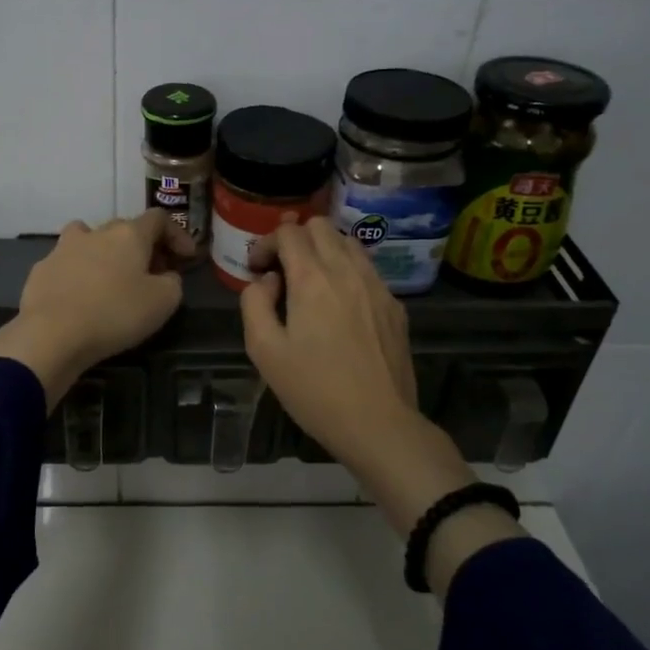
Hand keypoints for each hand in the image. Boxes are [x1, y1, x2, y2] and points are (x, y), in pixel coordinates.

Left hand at [0, 210, 194, 407]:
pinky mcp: (41, 270)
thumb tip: (165, 275)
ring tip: (111, 278)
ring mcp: (63, 248)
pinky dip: (79, 274)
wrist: (51, 334)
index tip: (186, 257)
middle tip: (152, 272)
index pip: (159, 219)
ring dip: (105, 253)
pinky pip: (67, 264)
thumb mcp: (163, 302)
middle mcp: (95, 232)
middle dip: (142, 246)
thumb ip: (173, 282)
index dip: (177, 234)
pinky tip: (80, 298)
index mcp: (128, 234)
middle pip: (124, 228)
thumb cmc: (115, 314)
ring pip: (89, 239)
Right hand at [241, 219, 521, 579]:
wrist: (378, 424)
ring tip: (310, 284)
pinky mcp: (395, 305)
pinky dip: (346, 271)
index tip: (256, 270)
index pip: (288, 231)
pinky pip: (367, 269)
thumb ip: (254, 303)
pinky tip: (339, 306)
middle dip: (294, 239)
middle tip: (281, 272)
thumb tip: (267, 281)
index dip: (265, 243)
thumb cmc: (314, 390)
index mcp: (312, 278)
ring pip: (348, 242)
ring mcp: (377, 286)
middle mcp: (348, 270)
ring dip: (323, 251)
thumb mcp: (264, 350)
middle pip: (321, 226)